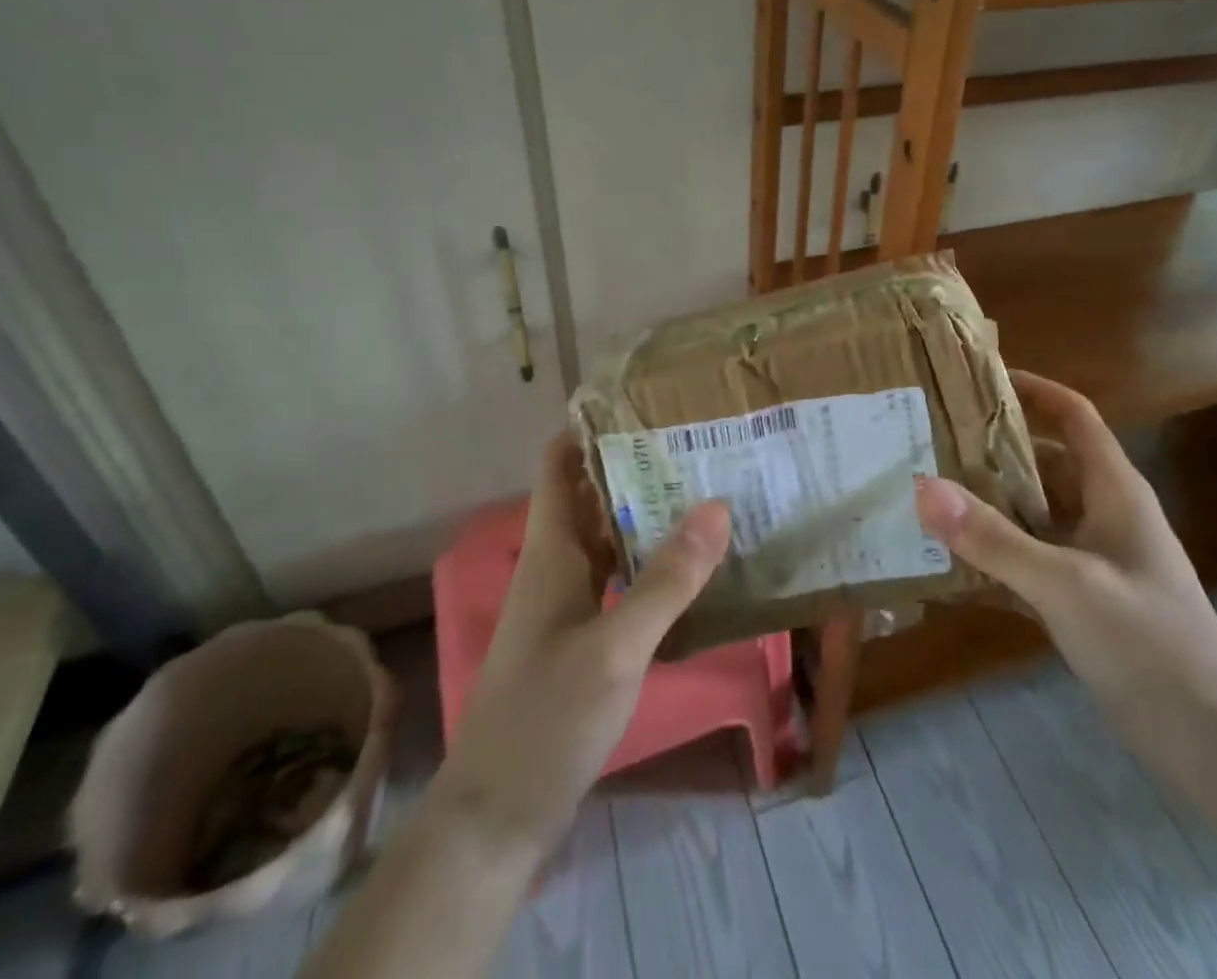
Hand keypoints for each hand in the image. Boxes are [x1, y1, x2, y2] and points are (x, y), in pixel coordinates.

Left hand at [432, 431, 731, 854]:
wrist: (499, 817)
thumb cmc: (547, 719)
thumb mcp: (616, 647)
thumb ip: (667, 579)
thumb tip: (718, 505)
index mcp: (552, 551)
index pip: (560, 465)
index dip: (590, 426)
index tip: (642, 400)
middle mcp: (558, 566)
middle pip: (594, 495)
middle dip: (636, 463)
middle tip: (697, 439)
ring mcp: (570, 604)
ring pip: (610, 537)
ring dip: (649, 512)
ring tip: (708, 487)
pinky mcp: (585, 638)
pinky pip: (621, 579)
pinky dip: (652, 562)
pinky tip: (694, 566)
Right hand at [913, 370, 1216, 730]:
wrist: (1213, 739)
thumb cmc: (1149, 642)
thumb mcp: (1066, 584)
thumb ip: (994, 538)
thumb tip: (923, 487)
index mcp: (1113, 489)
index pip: (1074, 416)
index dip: (1033, 389)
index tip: (978, 379)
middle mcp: (1103, 513)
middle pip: (1044, 461)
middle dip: (992, 449)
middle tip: (931, 441)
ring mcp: (1093, 558)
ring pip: (1033, 512)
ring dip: (988, 504)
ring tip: (928, 494)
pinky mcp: (1083, 599)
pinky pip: (1029, 560)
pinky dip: (995, 556)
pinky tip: (949, 563)